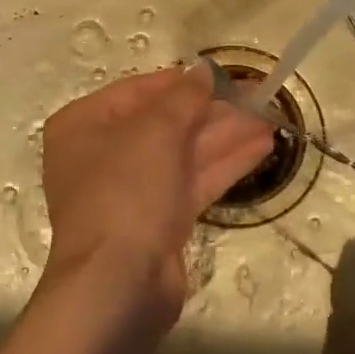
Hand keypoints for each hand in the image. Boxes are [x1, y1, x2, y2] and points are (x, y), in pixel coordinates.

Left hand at [39, 62, 274, 326]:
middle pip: (165, 123)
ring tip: (270, 118)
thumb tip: (203, 69)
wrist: (118, 284)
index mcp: (84, 125)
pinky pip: (193, 181)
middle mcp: (103, 155)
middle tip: (257, 96)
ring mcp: (131, 191)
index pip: (138, 91)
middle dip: (213, 111)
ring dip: (226, 135)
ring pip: (184, 153)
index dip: (182, 83)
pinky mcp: (158, 220)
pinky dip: (225, 164)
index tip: (222, 76)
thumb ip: (184, 97)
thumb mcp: (155, 131)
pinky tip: (261, 148)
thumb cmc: (125, 191)